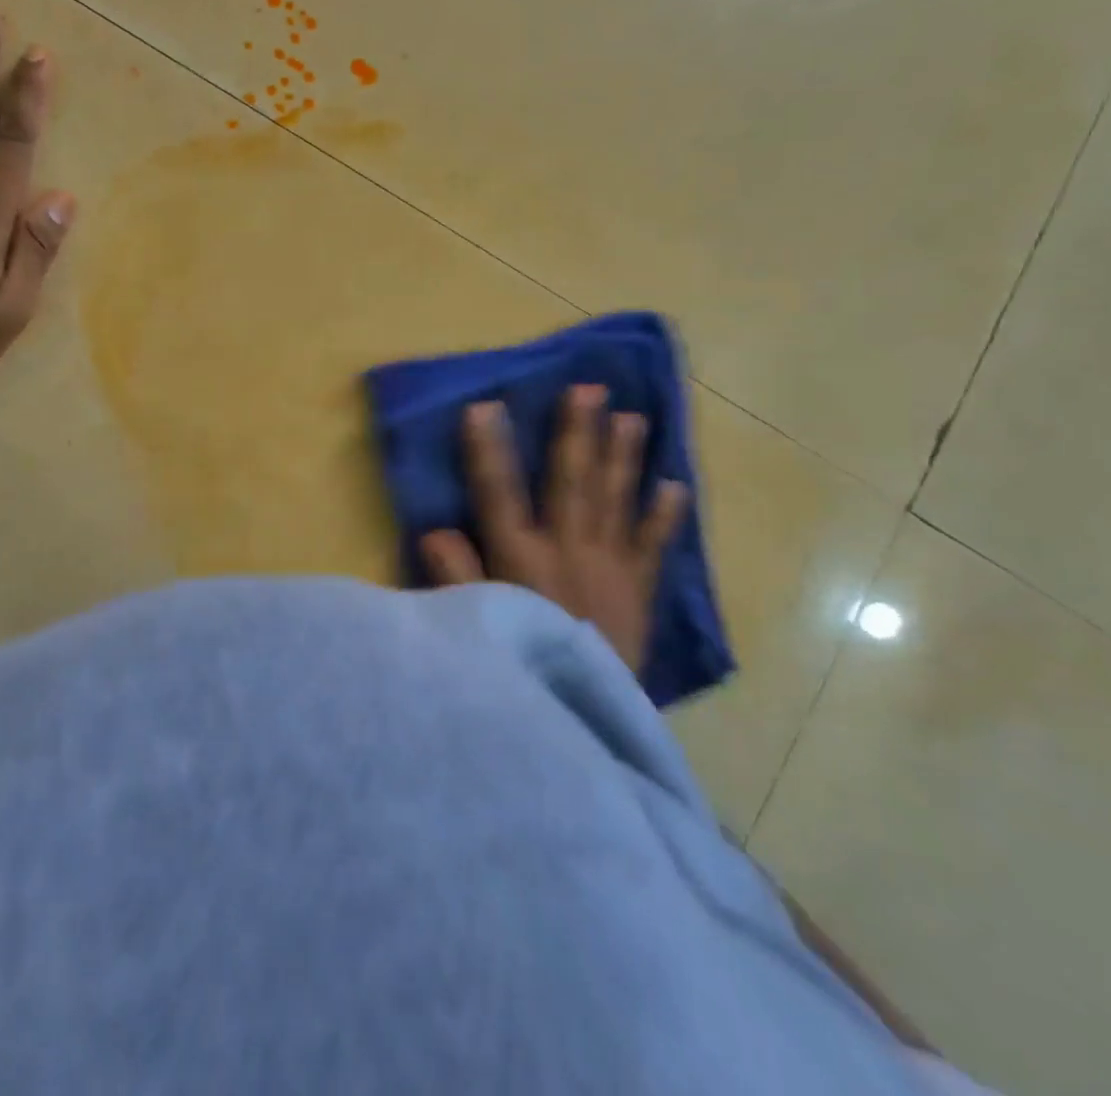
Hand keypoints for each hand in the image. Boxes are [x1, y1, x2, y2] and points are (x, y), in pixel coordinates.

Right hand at [419, 386, 688, 671]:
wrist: (583, 721)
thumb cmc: (518, 664)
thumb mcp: (472, 623)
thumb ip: (454, 575)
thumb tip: (435, 529)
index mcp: (520, 558)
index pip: (498, 493)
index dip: (488, 449)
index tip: (484, 405)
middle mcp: (567, 551)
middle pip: (571, 482)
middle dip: (576, 433)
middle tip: (589, 388)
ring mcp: (610, 567)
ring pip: (615, 500)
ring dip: (622, 457)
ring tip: (632, 417)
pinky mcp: (639, 590)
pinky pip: (653, 546)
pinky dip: (665, 516)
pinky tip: (676, 485)